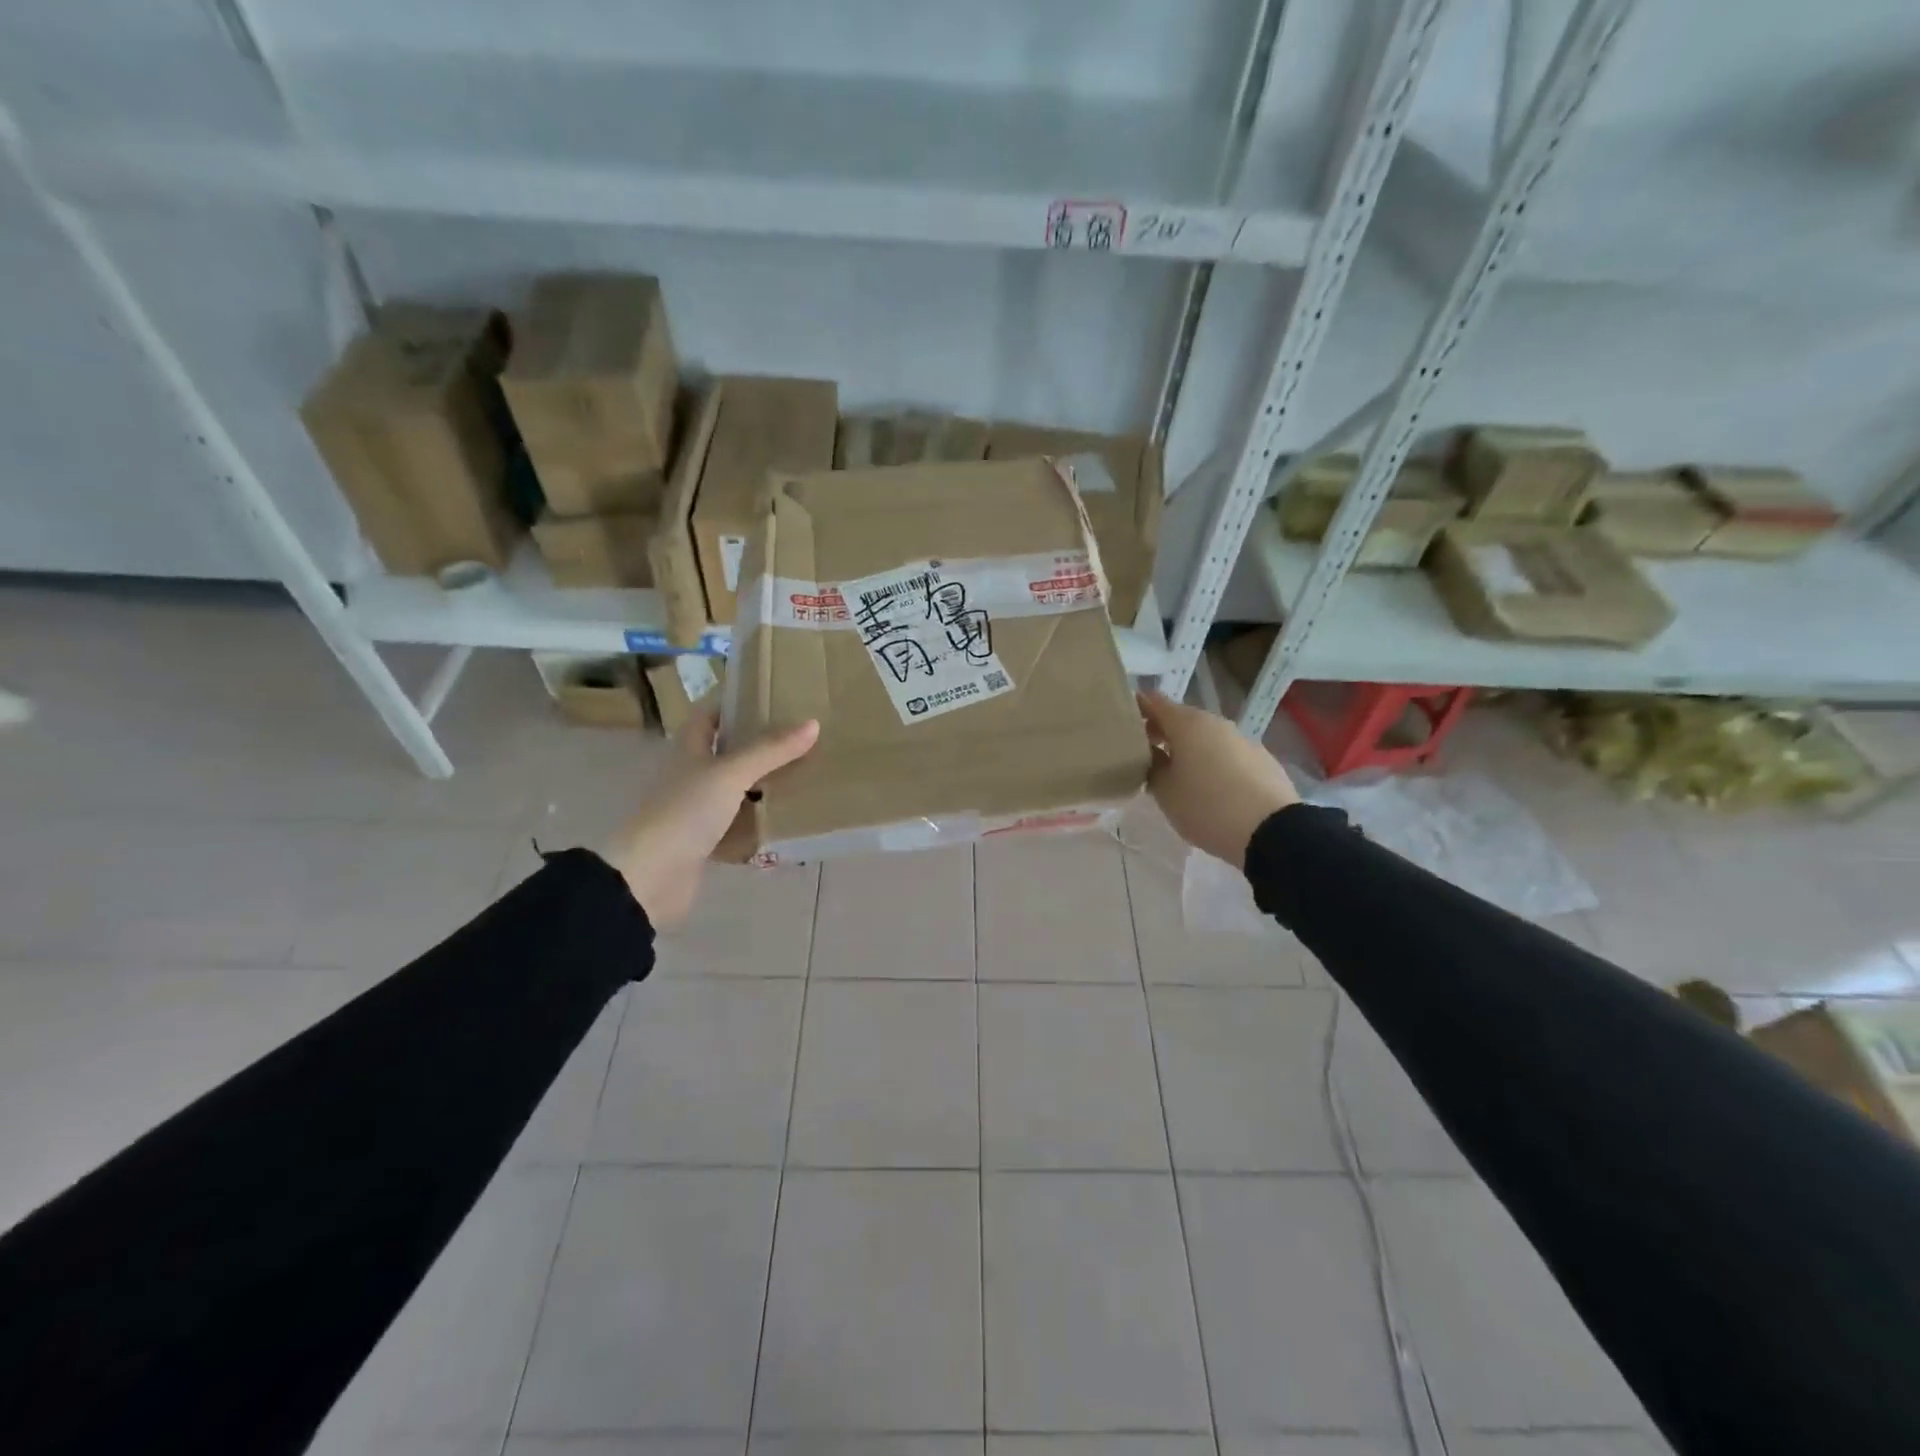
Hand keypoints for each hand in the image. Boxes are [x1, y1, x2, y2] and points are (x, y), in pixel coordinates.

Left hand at [602, 708, 819, 929]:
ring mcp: (695, 810)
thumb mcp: (731, 774)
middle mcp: (691, 775)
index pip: (709, 715)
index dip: (735, 703)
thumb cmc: (686, 812)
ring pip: (735, 791)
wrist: (649, 877)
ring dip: (763, 786)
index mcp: (689, 749)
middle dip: (760, 746)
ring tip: (804, 777)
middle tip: (801, 739)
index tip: (771, 698)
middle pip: (727, 752)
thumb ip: (770, 750)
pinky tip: (786, 824)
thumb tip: (812, 723)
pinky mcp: (703, 843)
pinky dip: (758, 826)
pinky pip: (737, 828)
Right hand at [1137, 690, 1299, 867]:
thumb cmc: (1207, 807)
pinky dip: (1211, 761)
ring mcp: (1242, 739)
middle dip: (1161, 732)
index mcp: (1188, 724)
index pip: (1153, 702)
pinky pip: (1226, 753)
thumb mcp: (1165, 792)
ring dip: (1188, 748)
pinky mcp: (1261, 759)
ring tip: (1176, 774)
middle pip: (1181, 719)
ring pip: (1205, 737)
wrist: (1272, 831)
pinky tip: (1209, 786)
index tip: (1122, 724)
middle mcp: (1215, 723)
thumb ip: (1152, 766)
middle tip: (1143, 754)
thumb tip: (1152, 753)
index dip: (1137, 708)